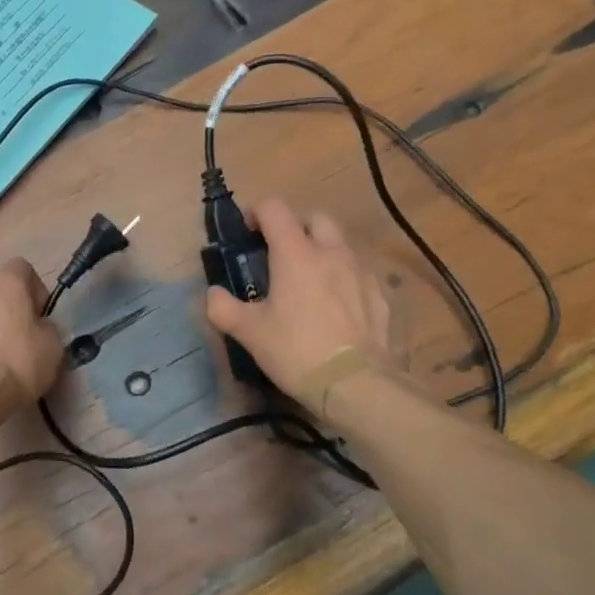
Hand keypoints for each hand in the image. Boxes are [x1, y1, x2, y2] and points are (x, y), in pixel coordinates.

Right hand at [204, 198, 405, 408]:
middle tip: (282, 254)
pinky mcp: (381, 297)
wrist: (356, 385)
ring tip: (310, 284)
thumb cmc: (296, 351)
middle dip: (297, 227)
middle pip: (316, 218)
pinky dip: (345, 280)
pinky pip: (360, 275)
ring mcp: (361, 273)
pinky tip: (338, 309)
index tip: (248, 232)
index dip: (257, 212)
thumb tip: (213, 294)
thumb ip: (223, 307)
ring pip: (341, 246)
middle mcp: (331, 253)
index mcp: (296, 254)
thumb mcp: (249, 333)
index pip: (274, 209)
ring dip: (323, 253)